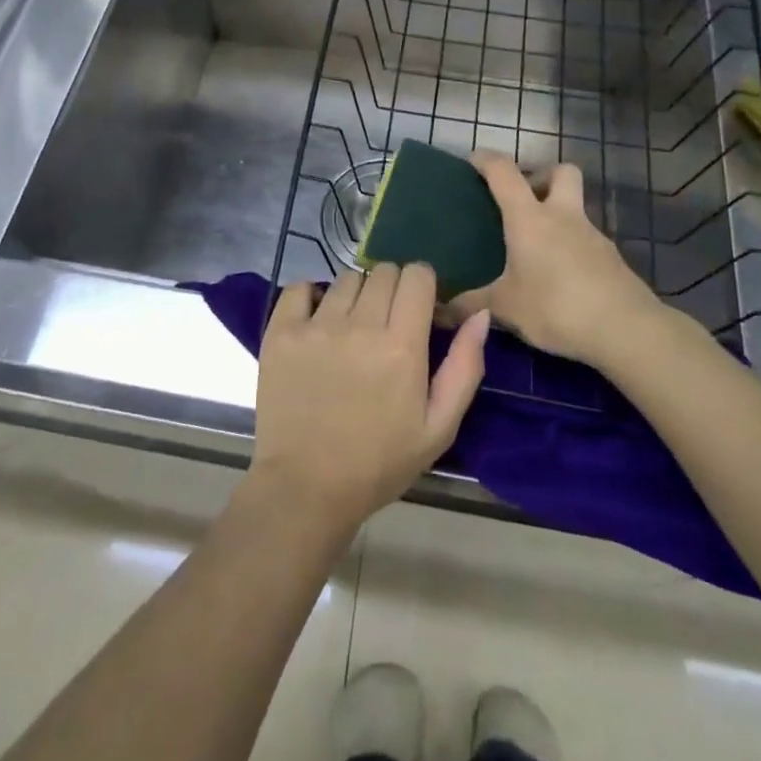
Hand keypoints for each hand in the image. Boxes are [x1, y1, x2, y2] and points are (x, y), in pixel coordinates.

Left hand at [249, 264, 489, 534]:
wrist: (306, 488)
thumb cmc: (378, 462)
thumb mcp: (438, 427)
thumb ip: (465, 367)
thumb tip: (479, 314)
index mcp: (402, 345)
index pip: (417, 275)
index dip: (423, 285)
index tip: (420, 308)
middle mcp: (360, 325)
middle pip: (384, 271)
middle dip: (393, 288)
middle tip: (388, 322)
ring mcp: (317, 326)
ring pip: (347, 278)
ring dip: (357, 295)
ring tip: (352, 328)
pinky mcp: (281, 332)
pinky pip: (300, 288)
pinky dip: (311, 296)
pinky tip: (317, 321)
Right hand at [452, 153, 664, 367]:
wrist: (626, 329)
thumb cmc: (557, 306)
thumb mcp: (506, 308)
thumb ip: (471, 305)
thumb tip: (439, 310)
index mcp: (530, 218)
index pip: (504, 172)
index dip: (486, 160)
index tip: (472, 160)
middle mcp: (563, 216)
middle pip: (561, 171)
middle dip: (541, 175)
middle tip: (522, 200)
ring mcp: (592, 235)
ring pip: (575, 207)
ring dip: (557, 214)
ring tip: (536, 246)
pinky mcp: (611, 259)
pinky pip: (585, 239)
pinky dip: (570, 245)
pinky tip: (560, 274)